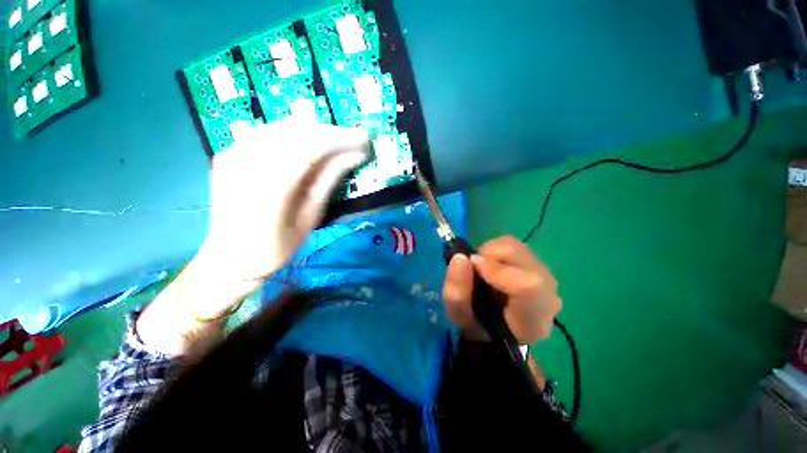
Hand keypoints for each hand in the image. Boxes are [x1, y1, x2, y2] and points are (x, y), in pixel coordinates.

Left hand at [199, 118, 368, 292]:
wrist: (231, 256)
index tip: (365, 139)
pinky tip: (309, 146)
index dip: (341, 138)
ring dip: (315, 132)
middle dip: (331, 132)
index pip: (311, 145)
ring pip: (283, 127)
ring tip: (336, 144)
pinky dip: (294, 135)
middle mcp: (248, 161)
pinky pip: (268, 133)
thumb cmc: (277, 247)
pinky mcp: (230, 153)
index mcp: (271, 186)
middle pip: (297, 130)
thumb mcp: (311, 217)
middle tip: (354, 142)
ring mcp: (234, 153)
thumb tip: (354, 156)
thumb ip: (329, 181)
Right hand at [442, 236, 561, 343]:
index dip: (497, 270)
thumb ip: (457, 292)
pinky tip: (491, 266)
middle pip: (521, 257)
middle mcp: (548, 295)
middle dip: (488, 255)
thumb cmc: (478, 326)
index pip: (529, 286)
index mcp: (532, 320)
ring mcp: (546, 277)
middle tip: (474, 268)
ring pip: (517, 247)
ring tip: (482, 268)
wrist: (497, 326)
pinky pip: (516, 246)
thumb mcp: (459, 317)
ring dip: (491, 252)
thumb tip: (460, 257)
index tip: (472, 266)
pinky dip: (497, 251)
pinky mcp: (539, 265)